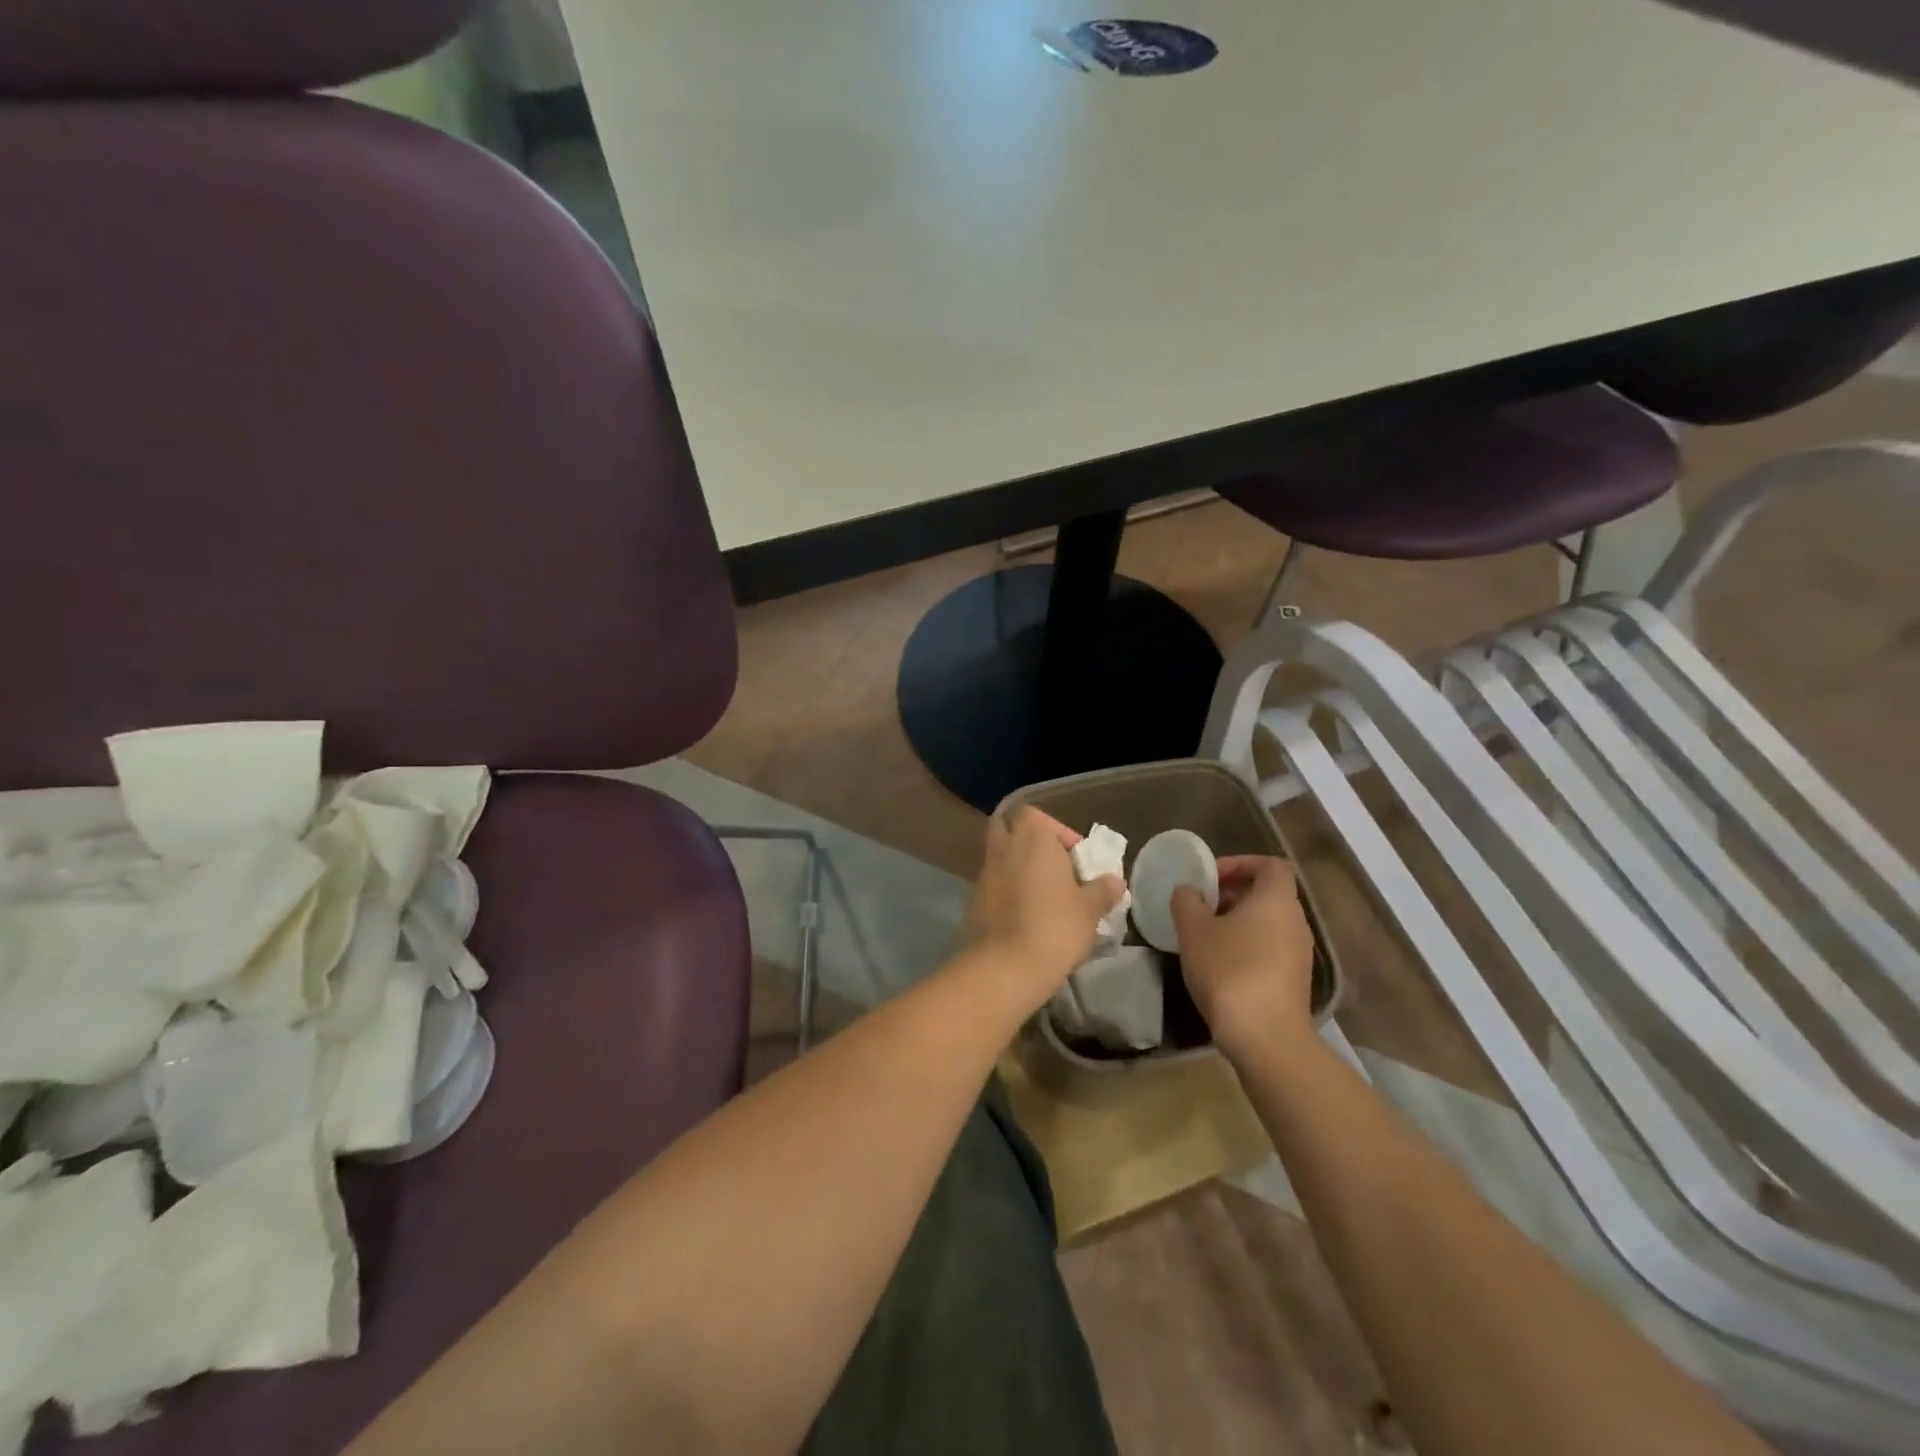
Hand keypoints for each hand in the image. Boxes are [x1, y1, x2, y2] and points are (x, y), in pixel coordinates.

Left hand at [961, 808, 1123, 1011]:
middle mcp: (1003, 848)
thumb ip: (1102, 891)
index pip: (1037, 816)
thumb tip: (1114, 881)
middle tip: (1055, 868)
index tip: (1076, 859)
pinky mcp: (973, 901)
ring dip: (1018, 869)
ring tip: (1044, 897)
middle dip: (1030, 843)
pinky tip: (1026, 916)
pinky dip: (1007, 892)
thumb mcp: (1089, 909)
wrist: (1005, 966)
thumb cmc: (1055, 926)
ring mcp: (984, 874)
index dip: (1058, 833)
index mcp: (1031, 837)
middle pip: (1010, 829)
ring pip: (1000, 858)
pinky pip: (993, 885)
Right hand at [1172, 856, 1316, 1061]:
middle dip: (1233, 893)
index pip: (1271, 865)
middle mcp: (1296, 920)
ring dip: (1238, 921)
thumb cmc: (1229, 970)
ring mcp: (1299, 953)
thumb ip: (1186, 901)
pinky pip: (1270, 947)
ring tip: (1205, 935)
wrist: (1265, 1037)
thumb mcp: (1193, 930)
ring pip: (1268, 922)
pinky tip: (1220, 963)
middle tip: (1201, 905)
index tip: (1212, 877)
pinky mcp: (1295, 980)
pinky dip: (1247, 945)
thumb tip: (1188, 891)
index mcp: (1276, 899)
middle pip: (1268, 893)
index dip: (1241, 863)